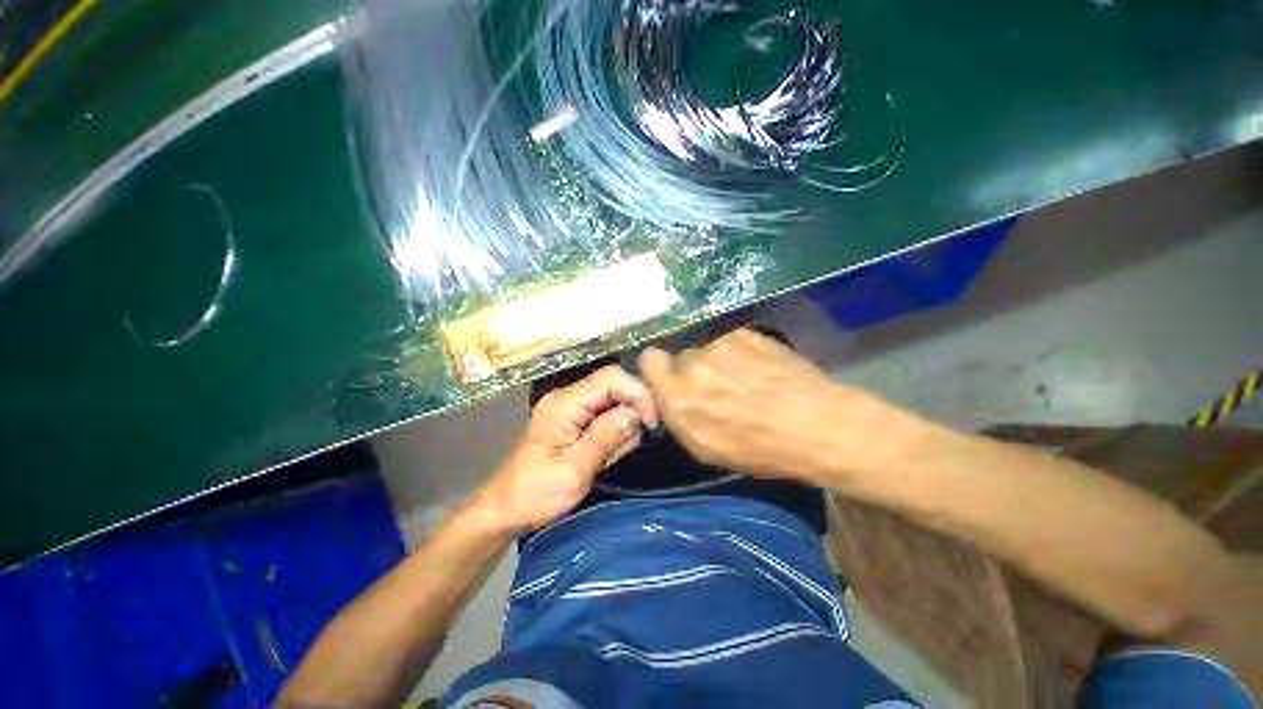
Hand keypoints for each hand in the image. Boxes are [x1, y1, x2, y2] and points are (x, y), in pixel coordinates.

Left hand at [473, 365, 658, 533]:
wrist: (503, 510)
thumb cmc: (534, 494)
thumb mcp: (573, 471)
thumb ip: (606, 438)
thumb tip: (636, 414)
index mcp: (564, 403)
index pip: (611, 378)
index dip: (637, 393)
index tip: (651, 422)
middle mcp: (568, 398)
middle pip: (613, 386)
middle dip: (633, 409)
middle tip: (641, 439)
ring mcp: (571, 409)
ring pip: (612, 402)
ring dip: (624, 425)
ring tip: (615, 455)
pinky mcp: (574, 422)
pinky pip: (604, 417)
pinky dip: (614, 433)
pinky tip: (607, 456)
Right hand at [639, 329, 888, 480]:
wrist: (817, 425)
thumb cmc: (759, 449)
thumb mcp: (705, 448)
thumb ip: (678, 414)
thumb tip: (670, 394)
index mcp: (679, 395)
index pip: (649, 360)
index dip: (659, 370)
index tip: (672, 382)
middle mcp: (694, 363)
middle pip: (681, 357)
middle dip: (691, 372)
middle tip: (717, 389)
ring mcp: (721, 344)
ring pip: (707, 350)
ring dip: (717, 363)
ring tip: (746, 382)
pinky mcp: (746, 333)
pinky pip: (730, 342)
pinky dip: (739, 355)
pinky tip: (761, 371)